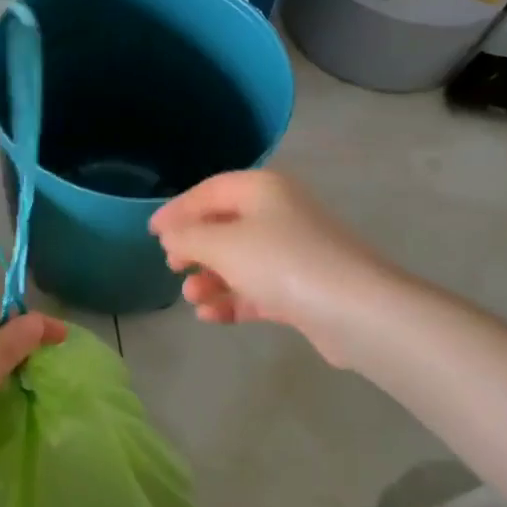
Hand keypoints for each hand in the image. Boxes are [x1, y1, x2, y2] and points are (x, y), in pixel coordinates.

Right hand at [149, 170, 391, 367]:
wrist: (355, 310)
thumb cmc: (281, 262)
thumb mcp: (222, 244)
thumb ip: (188, 237)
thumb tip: (171, 236)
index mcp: (262, 189)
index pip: (209, 191)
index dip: (178, 209)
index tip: (152, 232)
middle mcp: (279, 214)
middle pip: (224, 226)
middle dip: (195, 247)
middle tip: (172, 265)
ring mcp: (293, 253)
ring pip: (240, 261)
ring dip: (211, 278)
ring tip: (192, 296)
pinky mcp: (302, 289)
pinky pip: (257, 289)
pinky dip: (232, 300)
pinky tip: (210, 316)